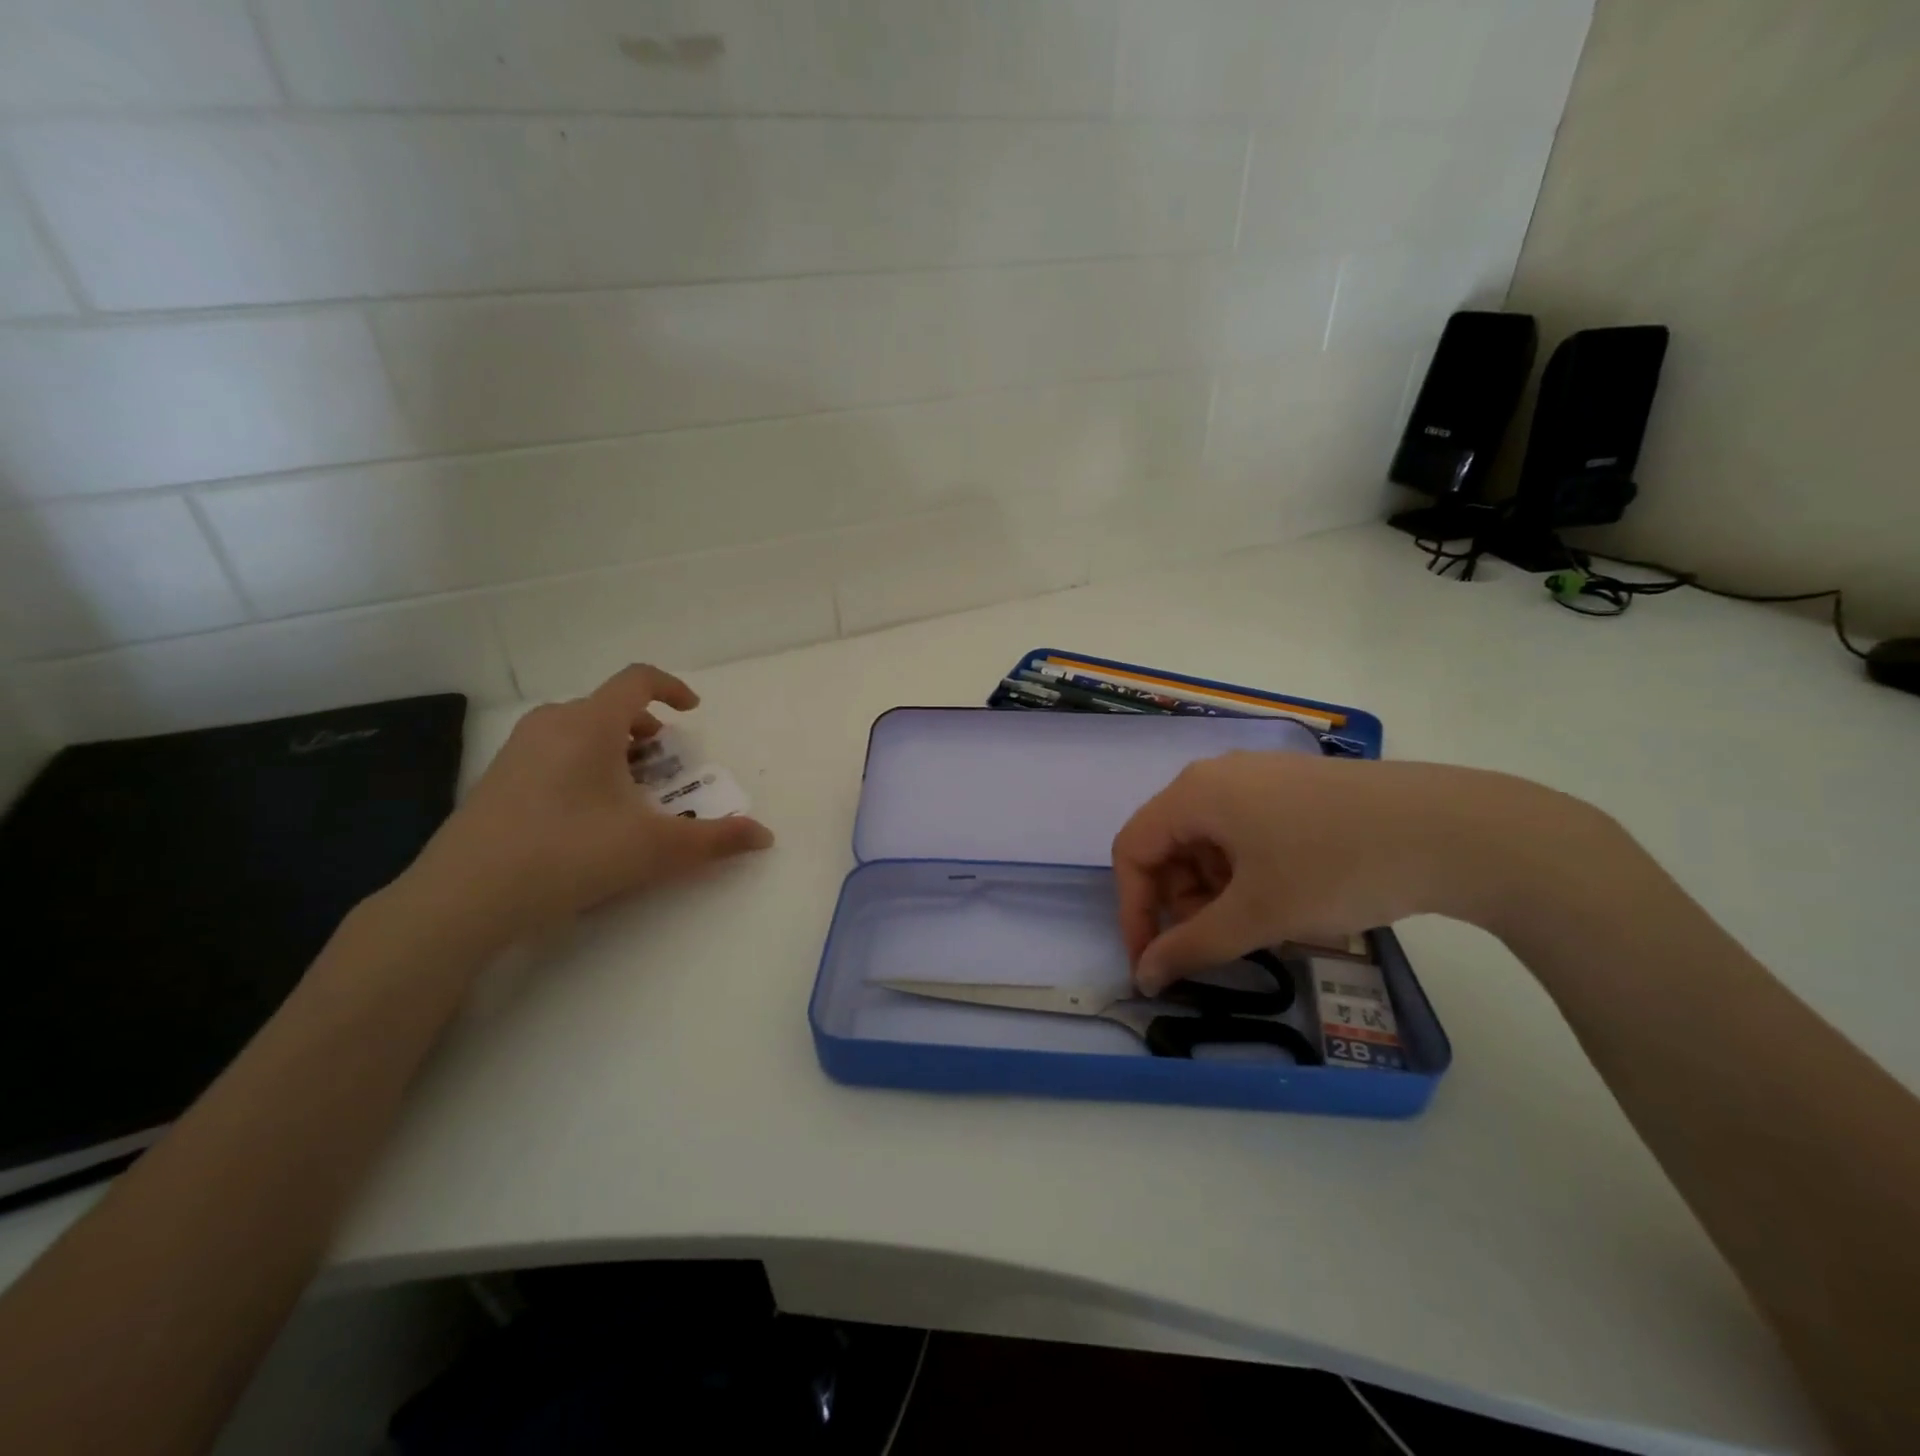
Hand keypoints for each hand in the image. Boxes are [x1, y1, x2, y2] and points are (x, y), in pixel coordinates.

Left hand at [400, 664, 772, 943]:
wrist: (463, 898)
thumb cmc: (568, 855)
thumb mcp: (654, 849)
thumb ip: (715, 839)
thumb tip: (764, 836)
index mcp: (590, 724)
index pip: (637, 681)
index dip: (672, 688)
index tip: (692, 712)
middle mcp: (551, 724)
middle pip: (608, 707)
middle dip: (646, 729)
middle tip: (666, 764)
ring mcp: (517, 751)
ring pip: (578, 730)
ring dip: (614, 747)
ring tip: (631, 789)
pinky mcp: (496, 780)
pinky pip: (553, 752)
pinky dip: (583, 764)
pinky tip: (587, 814)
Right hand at [1111, 752, 1598, 992]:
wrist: (1454, 830)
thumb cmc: (1337, 868)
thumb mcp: (1258, 915)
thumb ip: (1191, 946)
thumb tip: (1144, 975)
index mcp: (1194, 793)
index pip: (1133, 851)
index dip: (1134, 910)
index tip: (1154, 962)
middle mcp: (1217, 775)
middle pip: (1170, 844)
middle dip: (1180, 901)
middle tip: (1217, 942)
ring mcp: (1260, 777)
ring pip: (1209, 841)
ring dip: (1215, 890)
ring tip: (1260, 924)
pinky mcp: (1295, 788)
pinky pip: (1245, 831)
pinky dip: (1247, 871)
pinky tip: (1285, 896)